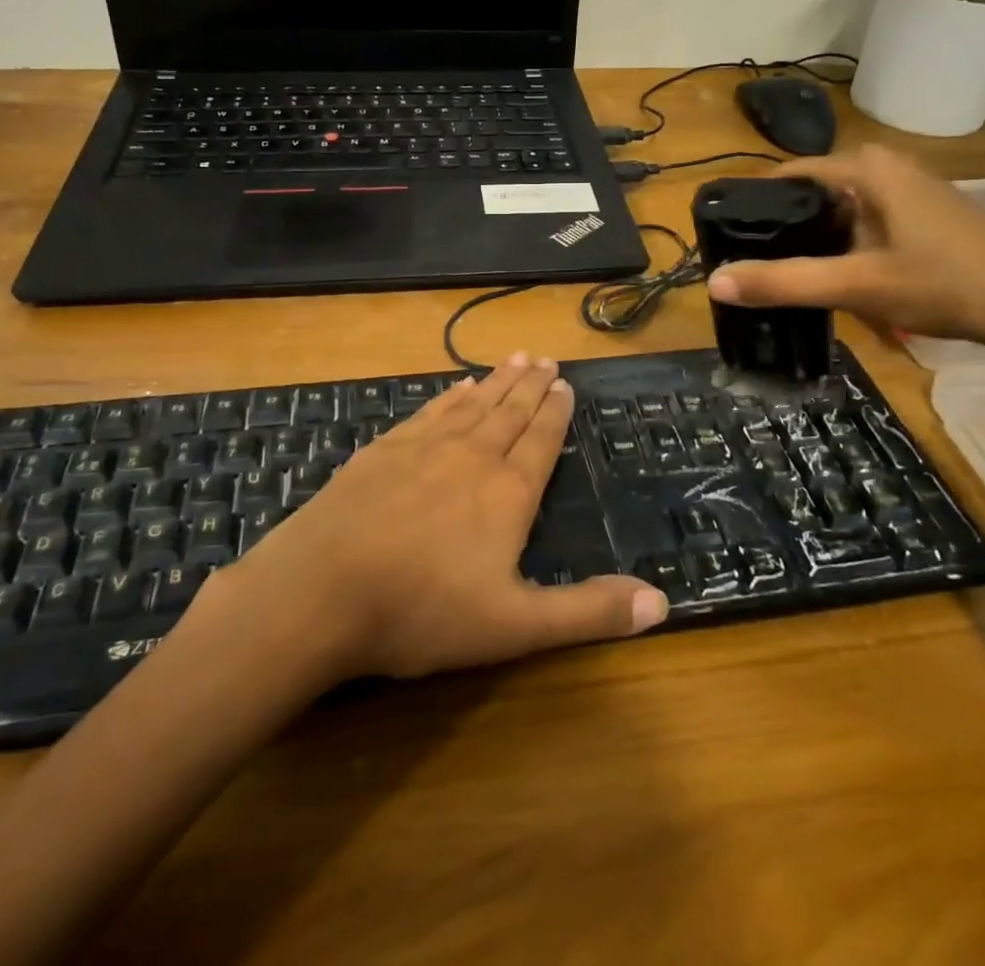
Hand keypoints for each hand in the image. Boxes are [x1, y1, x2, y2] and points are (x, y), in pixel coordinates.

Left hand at [214, 355, 668, 681]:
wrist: (320, 589)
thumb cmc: (422, 611)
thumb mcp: (515, 626)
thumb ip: (587, 612)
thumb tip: (663, 601)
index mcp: (506, 493)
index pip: (540, 441)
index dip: (556, 413)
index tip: (566, 384)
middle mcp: (470, 456)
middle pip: (509, 412)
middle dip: (531, 386)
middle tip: (545, 358)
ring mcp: (423, 447)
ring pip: (472, 404)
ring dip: (496, 381)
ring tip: (515, 358)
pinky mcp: (383, 449)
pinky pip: (429, 411)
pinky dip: (449, 395)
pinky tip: (456, 385)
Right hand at [705, 146, 984, 352]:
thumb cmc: (947, 283)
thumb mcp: (858, 285)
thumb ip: (784, 283)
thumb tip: (714, 283)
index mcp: (867, 169)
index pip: (788, 173)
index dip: (753, 204)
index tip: (726, 238)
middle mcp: (887, 169)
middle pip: (812, 193)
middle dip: (782, 228)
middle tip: (753, 266)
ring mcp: (911, 192)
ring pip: (839, 211)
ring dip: (813, 241)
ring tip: (785, 275)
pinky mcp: (925, 218)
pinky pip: (865, 224)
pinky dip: (843, 246)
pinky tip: (838, 278)